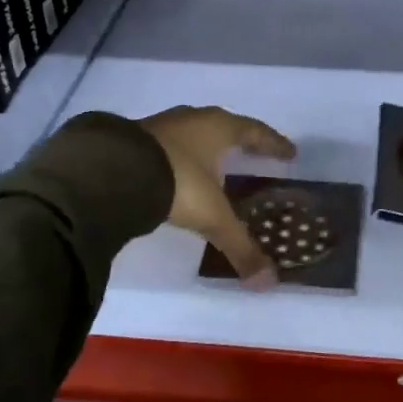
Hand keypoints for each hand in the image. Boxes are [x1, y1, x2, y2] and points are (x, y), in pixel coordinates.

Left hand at [139, 106, 297, 287]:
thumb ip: (240, 246)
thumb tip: (267, 282)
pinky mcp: (135, 138)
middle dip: (240, 141)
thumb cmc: (177, 183)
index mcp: (219, 128)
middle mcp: (193, 119)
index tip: (290, 152)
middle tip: (255, 154)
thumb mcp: (212, 216)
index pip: (255, 132)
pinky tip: (178, 171)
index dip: (273, 143)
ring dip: (207, 146)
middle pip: (225, 126)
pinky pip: (169, 144)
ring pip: (194, 132)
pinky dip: (180, 155)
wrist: (113, 171)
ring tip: (216, 163)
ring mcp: (162, 126)